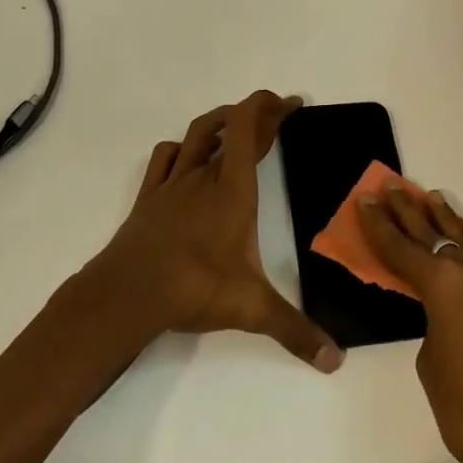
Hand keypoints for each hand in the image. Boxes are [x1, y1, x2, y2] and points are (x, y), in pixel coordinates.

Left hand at [87, 91, 342, 372]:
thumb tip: (335, 360)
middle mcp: (204, 177)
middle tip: (278, 113)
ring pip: (196, 134)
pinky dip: (180, 148)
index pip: (249, 128)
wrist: (128, 293)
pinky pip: (164, 158)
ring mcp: (172, 184)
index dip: (270, 107)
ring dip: (219, 122)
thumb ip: (295, 331)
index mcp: (233, 190)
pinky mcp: (148, 197)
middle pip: (230, 127)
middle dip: (257, 114)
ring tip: (236, 125)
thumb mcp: (251, 310)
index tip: (291, 103)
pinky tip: (185, 155)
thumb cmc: (194, 288)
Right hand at [359, 188, 462, 462]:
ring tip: (433, 195)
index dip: (379, 225)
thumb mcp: (432, 367)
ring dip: (448, 218)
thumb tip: (447, 317)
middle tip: (391, 186)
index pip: (401, 247)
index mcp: (443, 287)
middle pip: (434, 233)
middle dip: (409, 210)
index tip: (365, 199)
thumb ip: (433, 327)